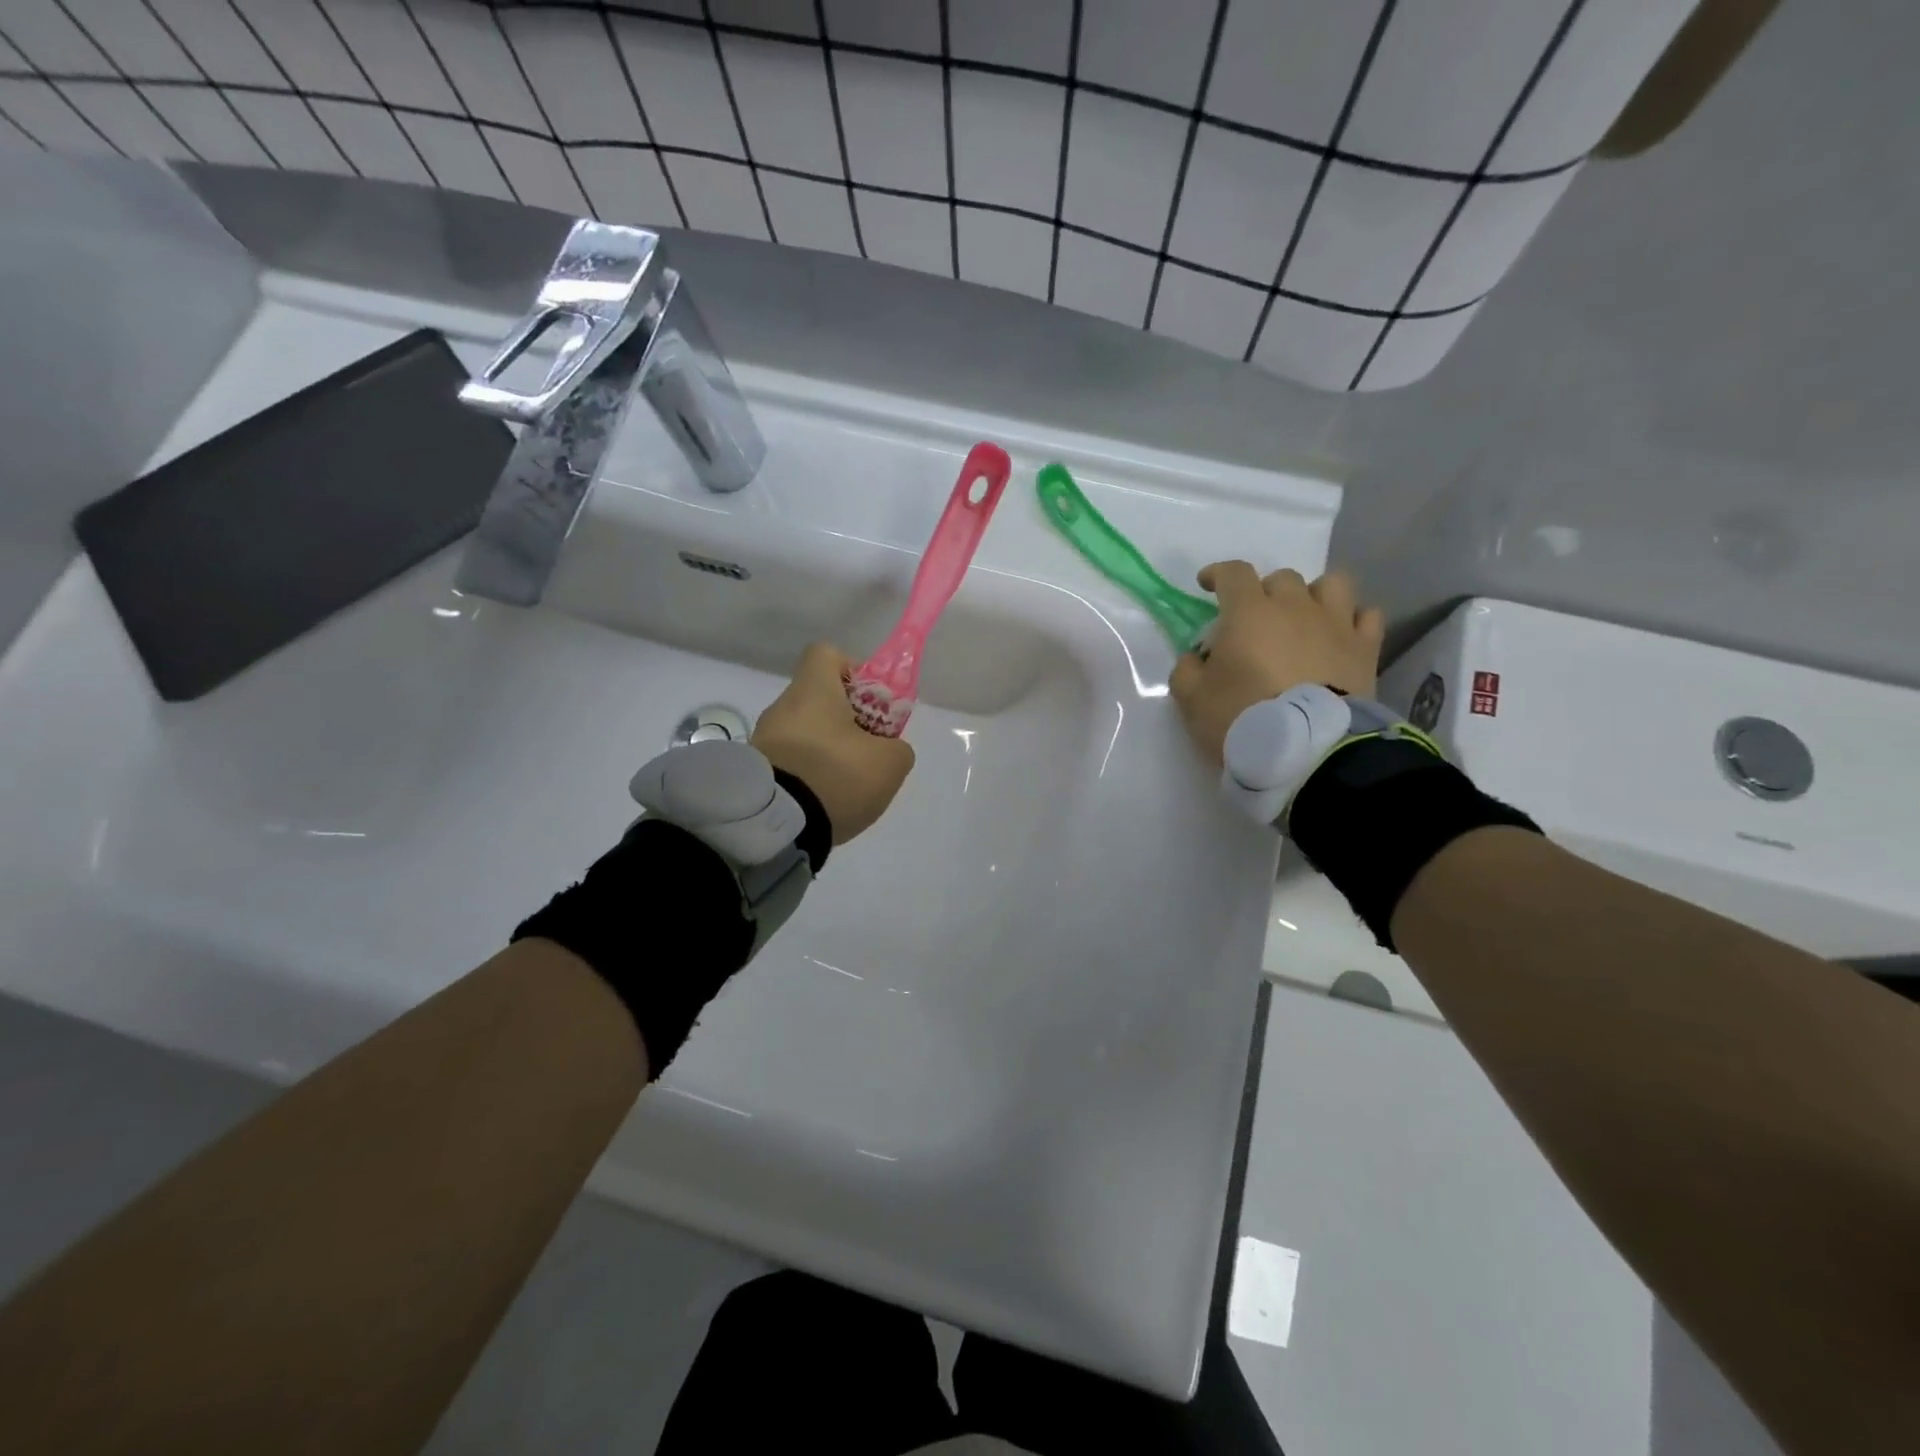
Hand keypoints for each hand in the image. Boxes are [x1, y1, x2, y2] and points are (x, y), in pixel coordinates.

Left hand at [752, 643, 914, 843]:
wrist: (776, 824)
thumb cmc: (836, 775)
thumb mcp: (890, 763)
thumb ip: (897, 747)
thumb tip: (888, 749)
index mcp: (812, 690)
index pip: (826, 654)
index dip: (853, 671)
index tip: (870, 703)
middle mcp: (782, 707)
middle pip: (818, 699)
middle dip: (845, 722)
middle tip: (867, 752)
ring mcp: (763, 740)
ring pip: (804, 733)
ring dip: (827, 751)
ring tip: (846, 786)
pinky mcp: (756, 772)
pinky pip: (789, 762)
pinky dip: (807, 775)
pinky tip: (822, 801)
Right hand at [1170, 564, 1385, 766]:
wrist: (1307, 748)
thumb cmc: (1242, 717)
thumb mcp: (1192, 699)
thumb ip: (1186, 670)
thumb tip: (1195, 658)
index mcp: (1249, 613)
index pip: (1233, 574)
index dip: (1218, 574)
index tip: (1207, 584)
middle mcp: (1295, 606)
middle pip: (1282, 578)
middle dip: (1265, 592)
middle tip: (1255, 620)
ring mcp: (1336, 624)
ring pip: (1332, 584)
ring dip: (1314, 595)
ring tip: (1304, 618)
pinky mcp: (1365, 648)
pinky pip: (1367, 616)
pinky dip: (1353, 620)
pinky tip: (1341, 636)